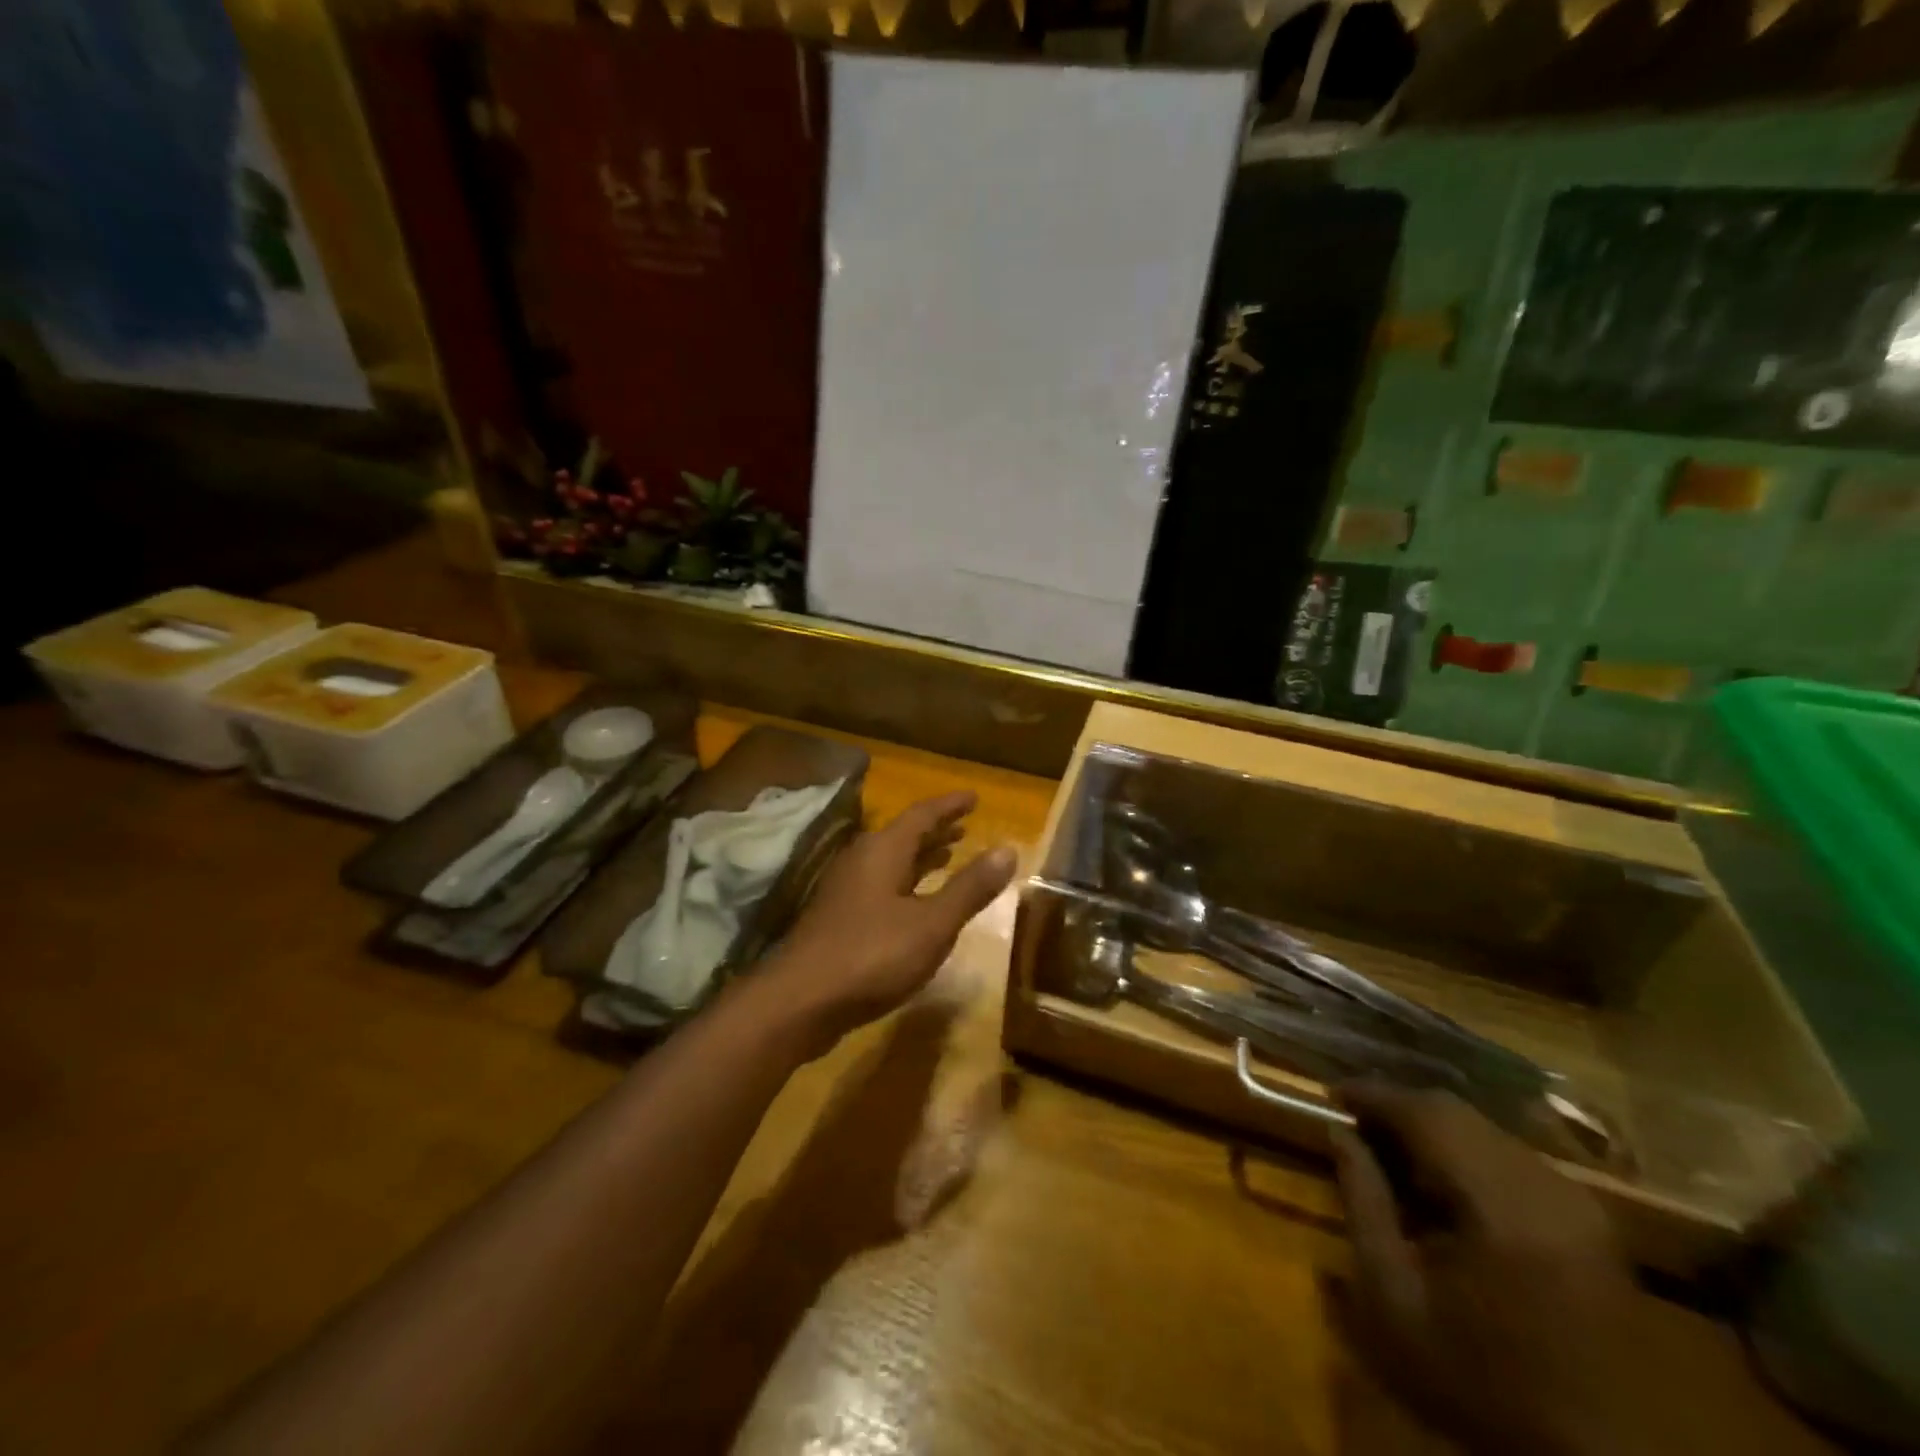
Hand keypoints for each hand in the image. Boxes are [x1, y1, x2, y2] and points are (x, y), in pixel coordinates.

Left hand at [762, 790, 1016, 1046]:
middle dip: (936, 830)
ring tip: (948, 855)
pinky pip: (881, 885)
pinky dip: (906, 883)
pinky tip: (917, 903)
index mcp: (883, 851)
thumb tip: (1008, 849)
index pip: (922, 815)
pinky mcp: (840, 917)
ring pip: (891, 862)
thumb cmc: (872, 955)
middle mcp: (862, 860)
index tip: (974, 797)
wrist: (801, 1001)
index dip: (950, 806)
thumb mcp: (933, 923)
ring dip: (921, 857)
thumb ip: (970, 887)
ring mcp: (846, 889)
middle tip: (965, 826)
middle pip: (904, 835)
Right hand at [1332, 1085, 1838, 1455]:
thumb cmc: (1476, 1382)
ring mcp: (1579, 1204)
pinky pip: (1512, 1157)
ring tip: (1390, 1153)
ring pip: (1485, 1129)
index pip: (1427, 1115)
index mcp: (1503, 1210)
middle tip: (1354, 1124)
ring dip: (1432, 1130)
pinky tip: (1441, 1185)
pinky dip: (1465, 1153)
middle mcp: (1549, 1190)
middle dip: (1398, 1109)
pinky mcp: (1592, 1222)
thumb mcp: (1392, 1298)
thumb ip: (1362, 1203)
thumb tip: (1339, 1133)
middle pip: (1457, 1113)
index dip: (1372, 1095)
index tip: (1329, 1095)